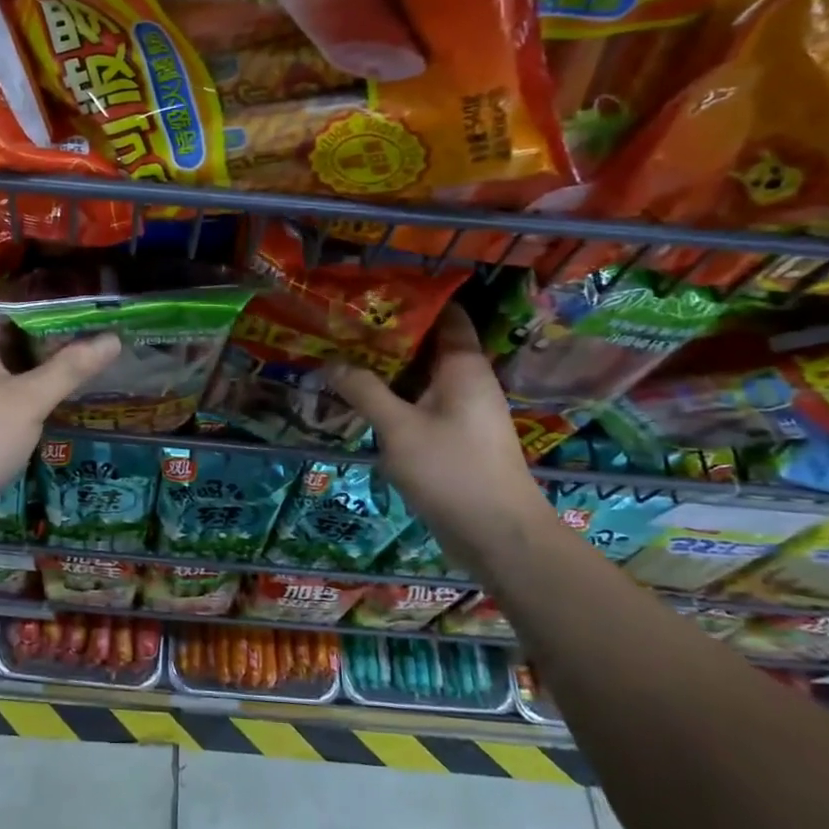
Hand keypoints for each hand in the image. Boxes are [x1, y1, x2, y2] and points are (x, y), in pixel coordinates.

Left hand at [0, 306, 120, 544]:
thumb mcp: (30, 401)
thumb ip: (71, 367)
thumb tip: (113, 339)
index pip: (21, 305)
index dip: (59, 311)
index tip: (96, 320)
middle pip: (14, 332)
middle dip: (53, 341)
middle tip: (97, 348)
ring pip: (6, 361)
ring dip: (39, 367)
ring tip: (83, 371)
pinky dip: (21, 387)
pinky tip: (49, 400)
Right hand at [327, 306, 551, 563]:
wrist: (498, 535)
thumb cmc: (451, 470)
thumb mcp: (398, 428)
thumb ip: (364, 391)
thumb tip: (331, 362)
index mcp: (463, 365)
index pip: (445, 314)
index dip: (412, 299)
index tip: (371, 292)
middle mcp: (467, 381)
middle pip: (426, 345)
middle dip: (386, 336)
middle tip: (341, 326)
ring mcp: (462, 411)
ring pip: (420, 378)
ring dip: (386, 370)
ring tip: (341, 357)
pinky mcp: (454, 437)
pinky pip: (420, 405)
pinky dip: (394, 398)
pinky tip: (361, 401)